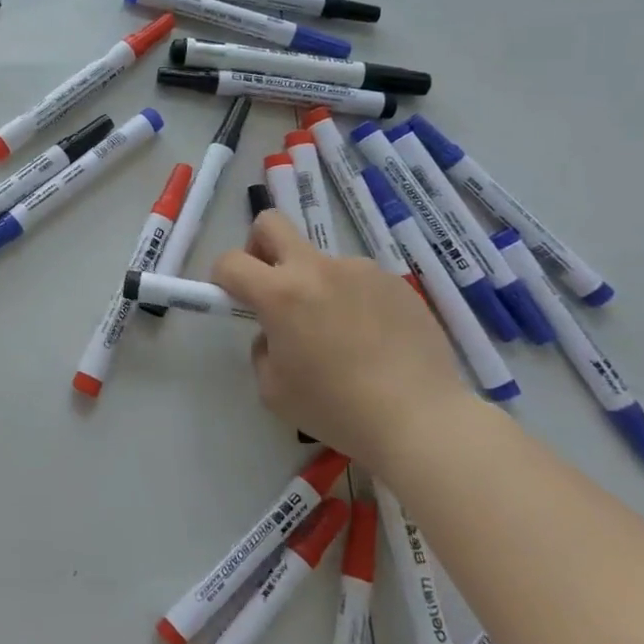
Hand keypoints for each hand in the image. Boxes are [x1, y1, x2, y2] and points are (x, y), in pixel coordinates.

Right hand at [212, 212, 480, 467]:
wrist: (422, 420)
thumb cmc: (337, 408)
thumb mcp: (273, 389)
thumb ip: (263, 348)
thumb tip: (276, 333)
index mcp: (281, 293)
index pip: (231, 262)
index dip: (222, 278)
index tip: (234, 301)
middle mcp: (317, 269)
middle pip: (271, 224)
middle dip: (259, 247)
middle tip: (272, 287)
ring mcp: (361, 271)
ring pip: (320, 261)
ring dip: (316, 285)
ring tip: (341, 335)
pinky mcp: (395, 283)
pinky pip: (358, 281)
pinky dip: (353, 300)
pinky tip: (373, 341)